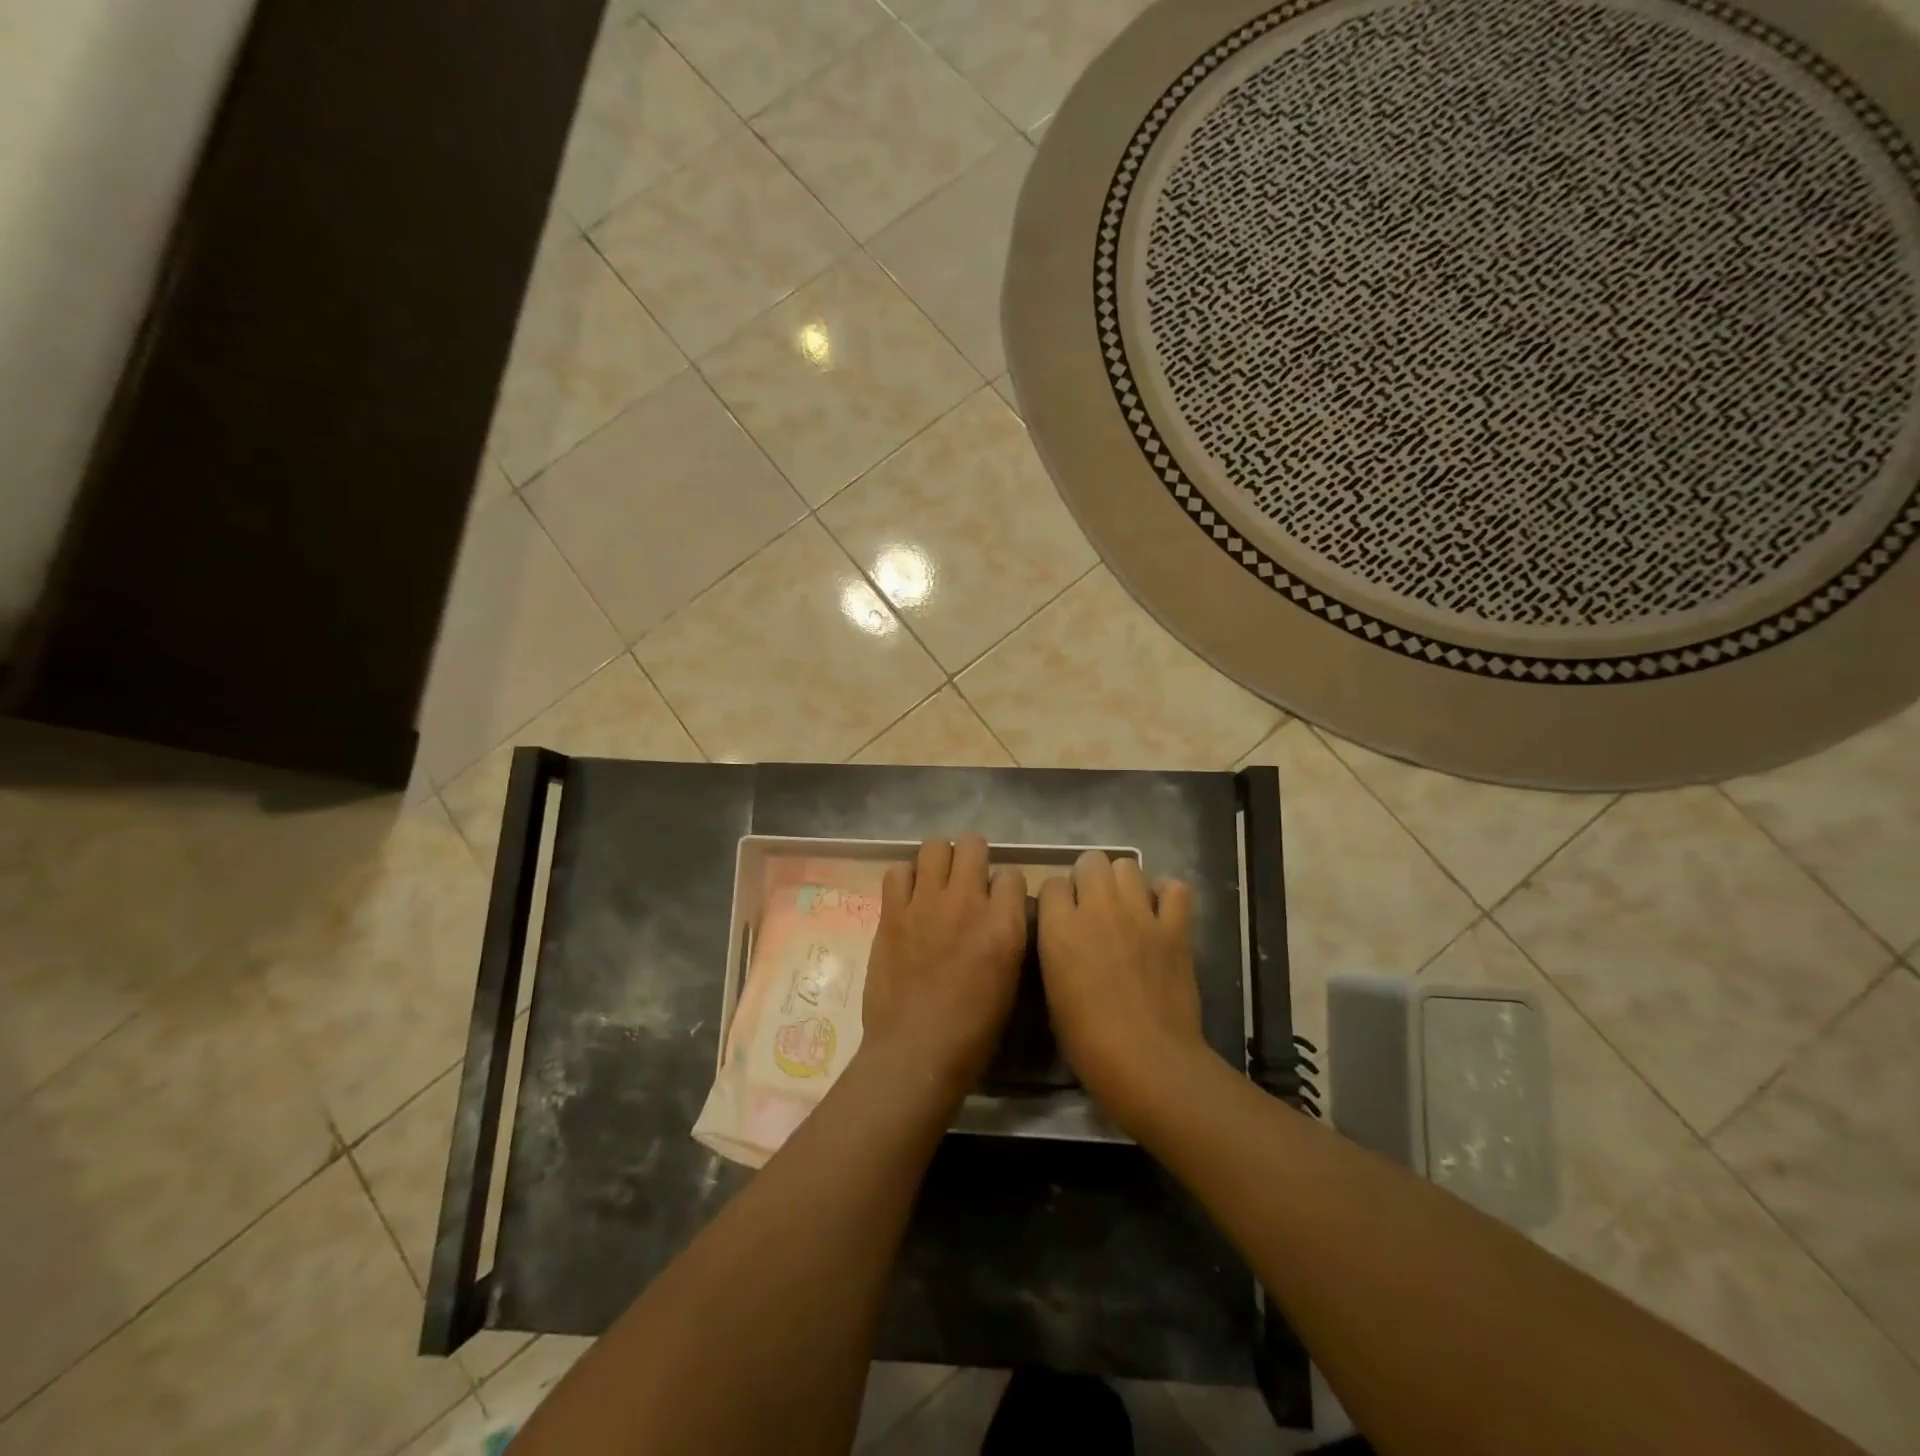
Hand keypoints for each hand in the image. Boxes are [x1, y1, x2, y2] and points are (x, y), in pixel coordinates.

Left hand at [861, 835, 1027, 1104]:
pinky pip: (898, 871)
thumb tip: (1002, 915)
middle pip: (973, 844)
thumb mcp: (1010, 982)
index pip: (1012, 874)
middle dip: (974, 857)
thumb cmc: (973, 1032)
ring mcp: (925, 903)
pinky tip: (909, 897)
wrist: (916, 1051)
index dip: (1006, 886)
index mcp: (1004, 925)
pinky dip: (905, 878)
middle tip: (967, 880)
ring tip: (937, 881)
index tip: (999, 900)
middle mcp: (967, 902)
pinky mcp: (892, 912)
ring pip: (934, 846)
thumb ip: (1008, 937)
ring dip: (939, 860)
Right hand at [1037, 851, 1210, 1130]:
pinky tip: (1161, 913)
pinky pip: (1174, 889)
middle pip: (1090, 861)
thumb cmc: (1087, 1040)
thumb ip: (1055, 950)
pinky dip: (1167, 895)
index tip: (1060, 917)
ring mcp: (1139, 914)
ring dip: (1123, 882)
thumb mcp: (1052, 991)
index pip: (1051, 882)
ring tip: (1126, 907)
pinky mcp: (1174, 927)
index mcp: (1059, 928)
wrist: (1147, 1061)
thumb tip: (1061, 933)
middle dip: (1088, 878)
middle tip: (1092, 907)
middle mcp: (1097, 909)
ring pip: (1128, 865)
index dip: (1056, 899)